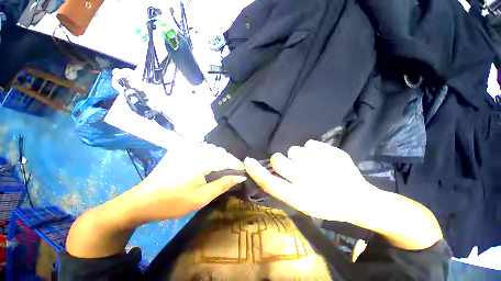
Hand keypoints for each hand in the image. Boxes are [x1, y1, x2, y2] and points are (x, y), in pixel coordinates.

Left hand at [128, 143, 246, 223]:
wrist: (142, 201)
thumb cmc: (172, 202)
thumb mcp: (201, 197)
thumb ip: (223, 184)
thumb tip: (240, 177)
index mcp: (199, 160)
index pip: (226, 159)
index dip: (237, 165)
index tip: (244, 172)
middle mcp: (193, 149)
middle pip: (219, 151)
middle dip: (229, 161)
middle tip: (234, 173)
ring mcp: (185, 148)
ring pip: (211, 149)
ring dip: (220, 158)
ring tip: (225, 169)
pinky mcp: (180, 150)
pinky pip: (201, 149)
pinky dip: (210, 155)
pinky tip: (210, 164)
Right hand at [244, 140, 378, 220]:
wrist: (358, 200)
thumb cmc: (326, 203)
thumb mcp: (301, 203)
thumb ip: (283, 187)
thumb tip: (267, 169)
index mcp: (301, 198)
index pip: (271, 184)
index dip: (256, 171)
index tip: (248, 160)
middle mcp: (309, 182)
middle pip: (278, 160)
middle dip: (279, 159)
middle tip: (290, 164)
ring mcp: (322, 166)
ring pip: (294, 149)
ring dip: (298, 156)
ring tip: (312, 165)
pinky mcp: (334, 152)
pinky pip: (310, 143)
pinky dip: (313, 150)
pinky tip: (323, 160)